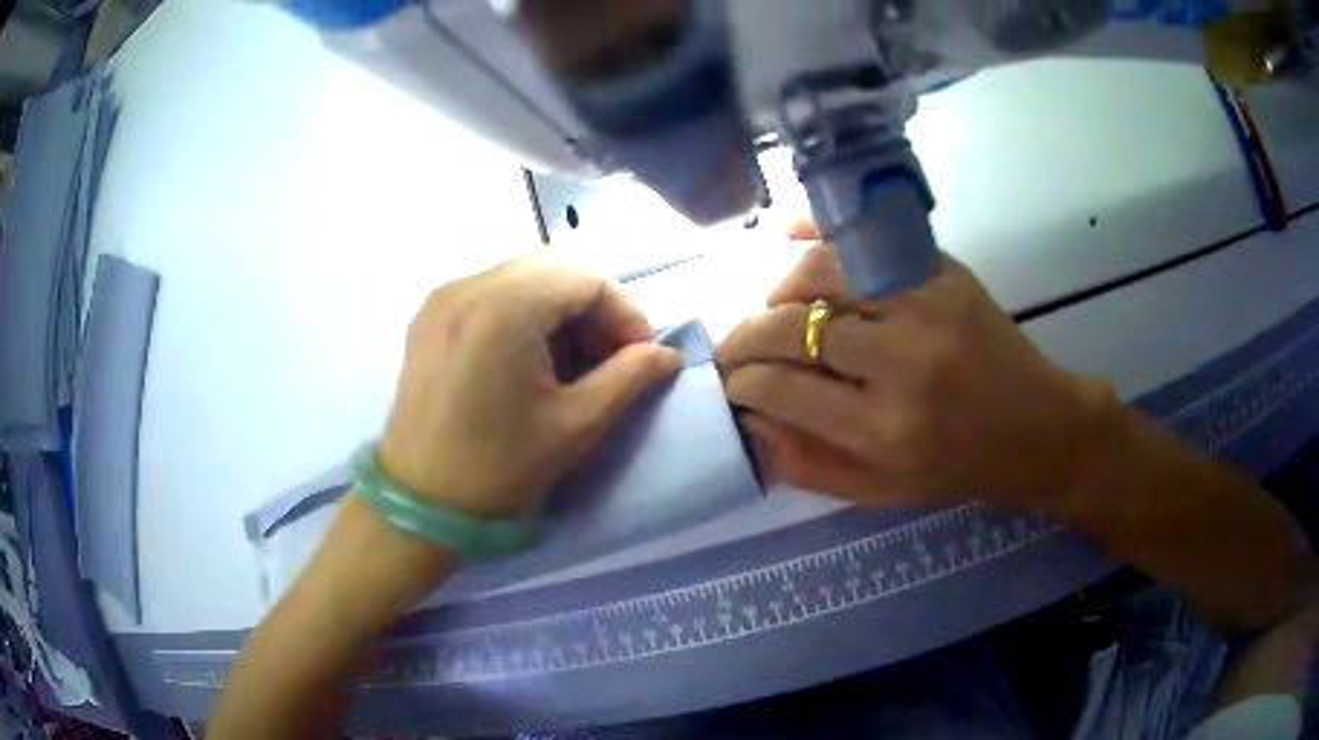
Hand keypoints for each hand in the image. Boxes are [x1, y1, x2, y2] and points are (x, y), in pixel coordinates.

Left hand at [379, 254, 681, 516]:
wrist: (420, 504)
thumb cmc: (499, 470)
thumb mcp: (576, 426)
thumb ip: (629, 378)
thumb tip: (666, 355)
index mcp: (504, 309)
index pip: (586, 277)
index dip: (625, 312)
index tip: (640, 356)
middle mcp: (469, 286)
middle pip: (554, 266)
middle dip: (593, 306)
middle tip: (609, 357)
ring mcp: (443, 298)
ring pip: (522, 275)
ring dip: (559, 307)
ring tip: (572, 361)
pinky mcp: (429, 316)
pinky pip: (490, 291)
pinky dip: (524, 311)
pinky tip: (530, 359)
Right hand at [718, 222, 1113, 509]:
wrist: (1038, 428)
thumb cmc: (958, 468)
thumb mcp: (880, 492)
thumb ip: (807, 463)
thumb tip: (747, 424)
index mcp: (884, 430)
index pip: (780, 389)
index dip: (740, 383)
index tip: (729, 384)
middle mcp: (903, 362)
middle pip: (793, 326)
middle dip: (744, 336)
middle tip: (733, 347)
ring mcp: (927, 306)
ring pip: (824, 272)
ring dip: (782, 289)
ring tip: (777, 309)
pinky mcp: (946, 273)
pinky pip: (868, 240)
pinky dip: (823, 237)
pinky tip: (794, 240)